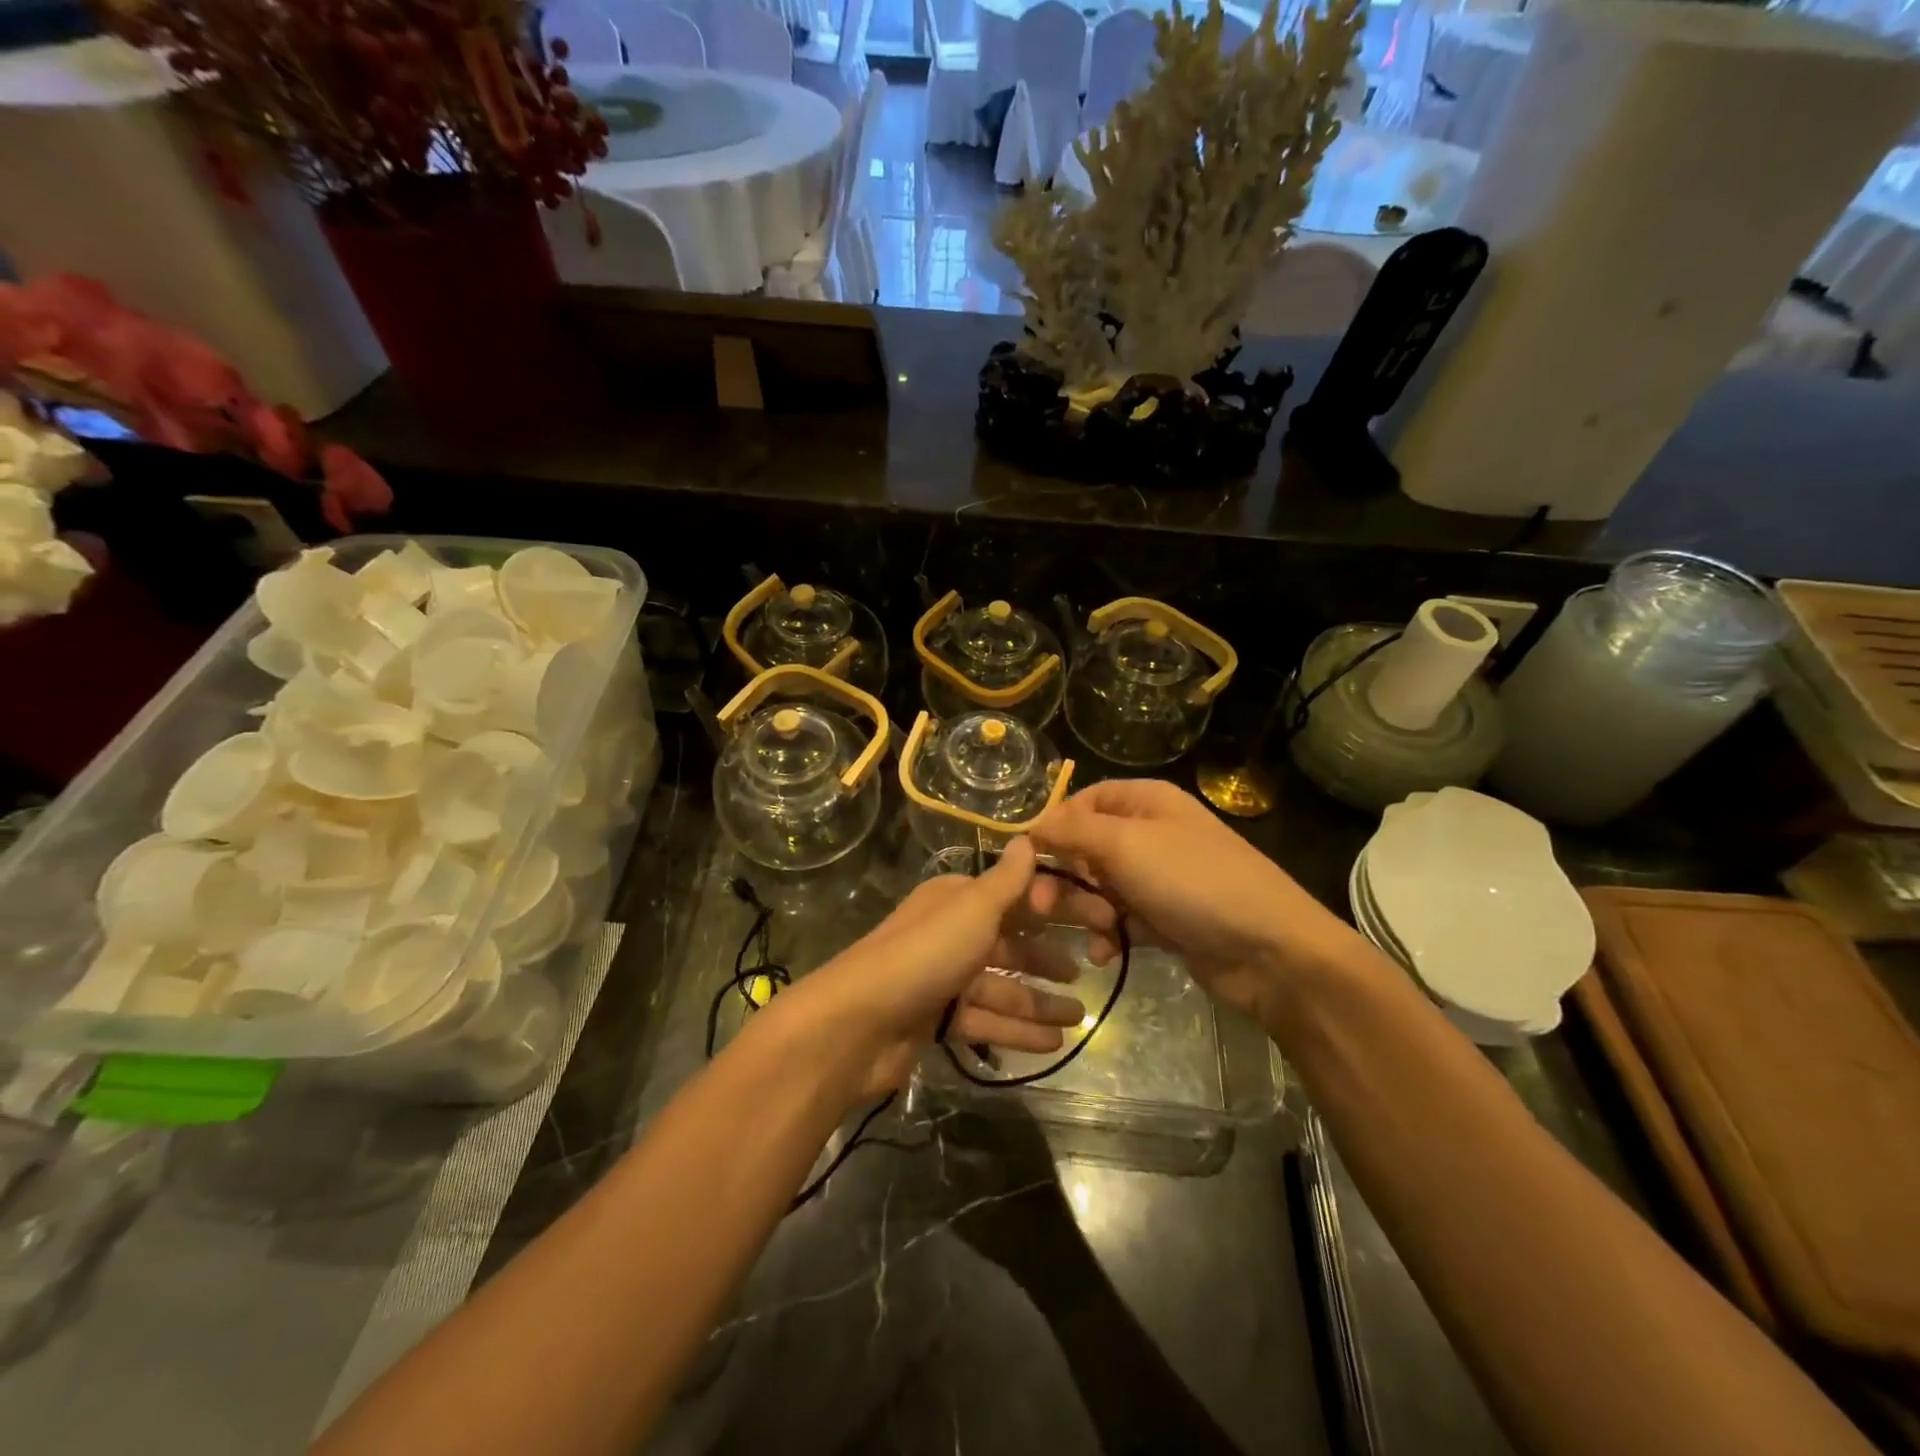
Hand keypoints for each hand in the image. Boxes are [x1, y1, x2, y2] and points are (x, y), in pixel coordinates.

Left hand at [773, 838, 1086, 1100]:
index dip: (1057, 908)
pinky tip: (1053, 1044)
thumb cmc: (925, 955)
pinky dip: (1017, 1031)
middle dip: (1048, 957)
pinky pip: (986, 1021)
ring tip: (1080, 1016)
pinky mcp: (936, 1020)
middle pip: (1009, 943)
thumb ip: (1007, 881)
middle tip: (1091, 968)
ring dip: (1039, 1002)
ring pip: (1001, 988)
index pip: (1016, 898)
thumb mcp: (973, 910)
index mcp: (956, 900)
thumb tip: (1026, 837)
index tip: (1098, 920)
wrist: (858, 1022)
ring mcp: (942, 979)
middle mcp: (949, 933)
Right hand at [1028, 780, 1374, 1028]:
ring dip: (1087, 911)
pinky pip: (1122, 920)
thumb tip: (1031, 826)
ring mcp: (1161, 879)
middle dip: (1066, 878)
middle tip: (1043, 909)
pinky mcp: (1167, 919)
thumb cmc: (1193, 882)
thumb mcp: (1125, 845)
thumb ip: (1072, 831)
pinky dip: (1109, 935)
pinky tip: (1104, 954)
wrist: (1270, 950)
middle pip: (1087, 848)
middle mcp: (1151, 834)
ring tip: (1095, 932)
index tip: (1028, 859)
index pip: (1083, 802)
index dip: (1054, 826)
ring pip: (1101, 888)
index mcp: (1146, 802)